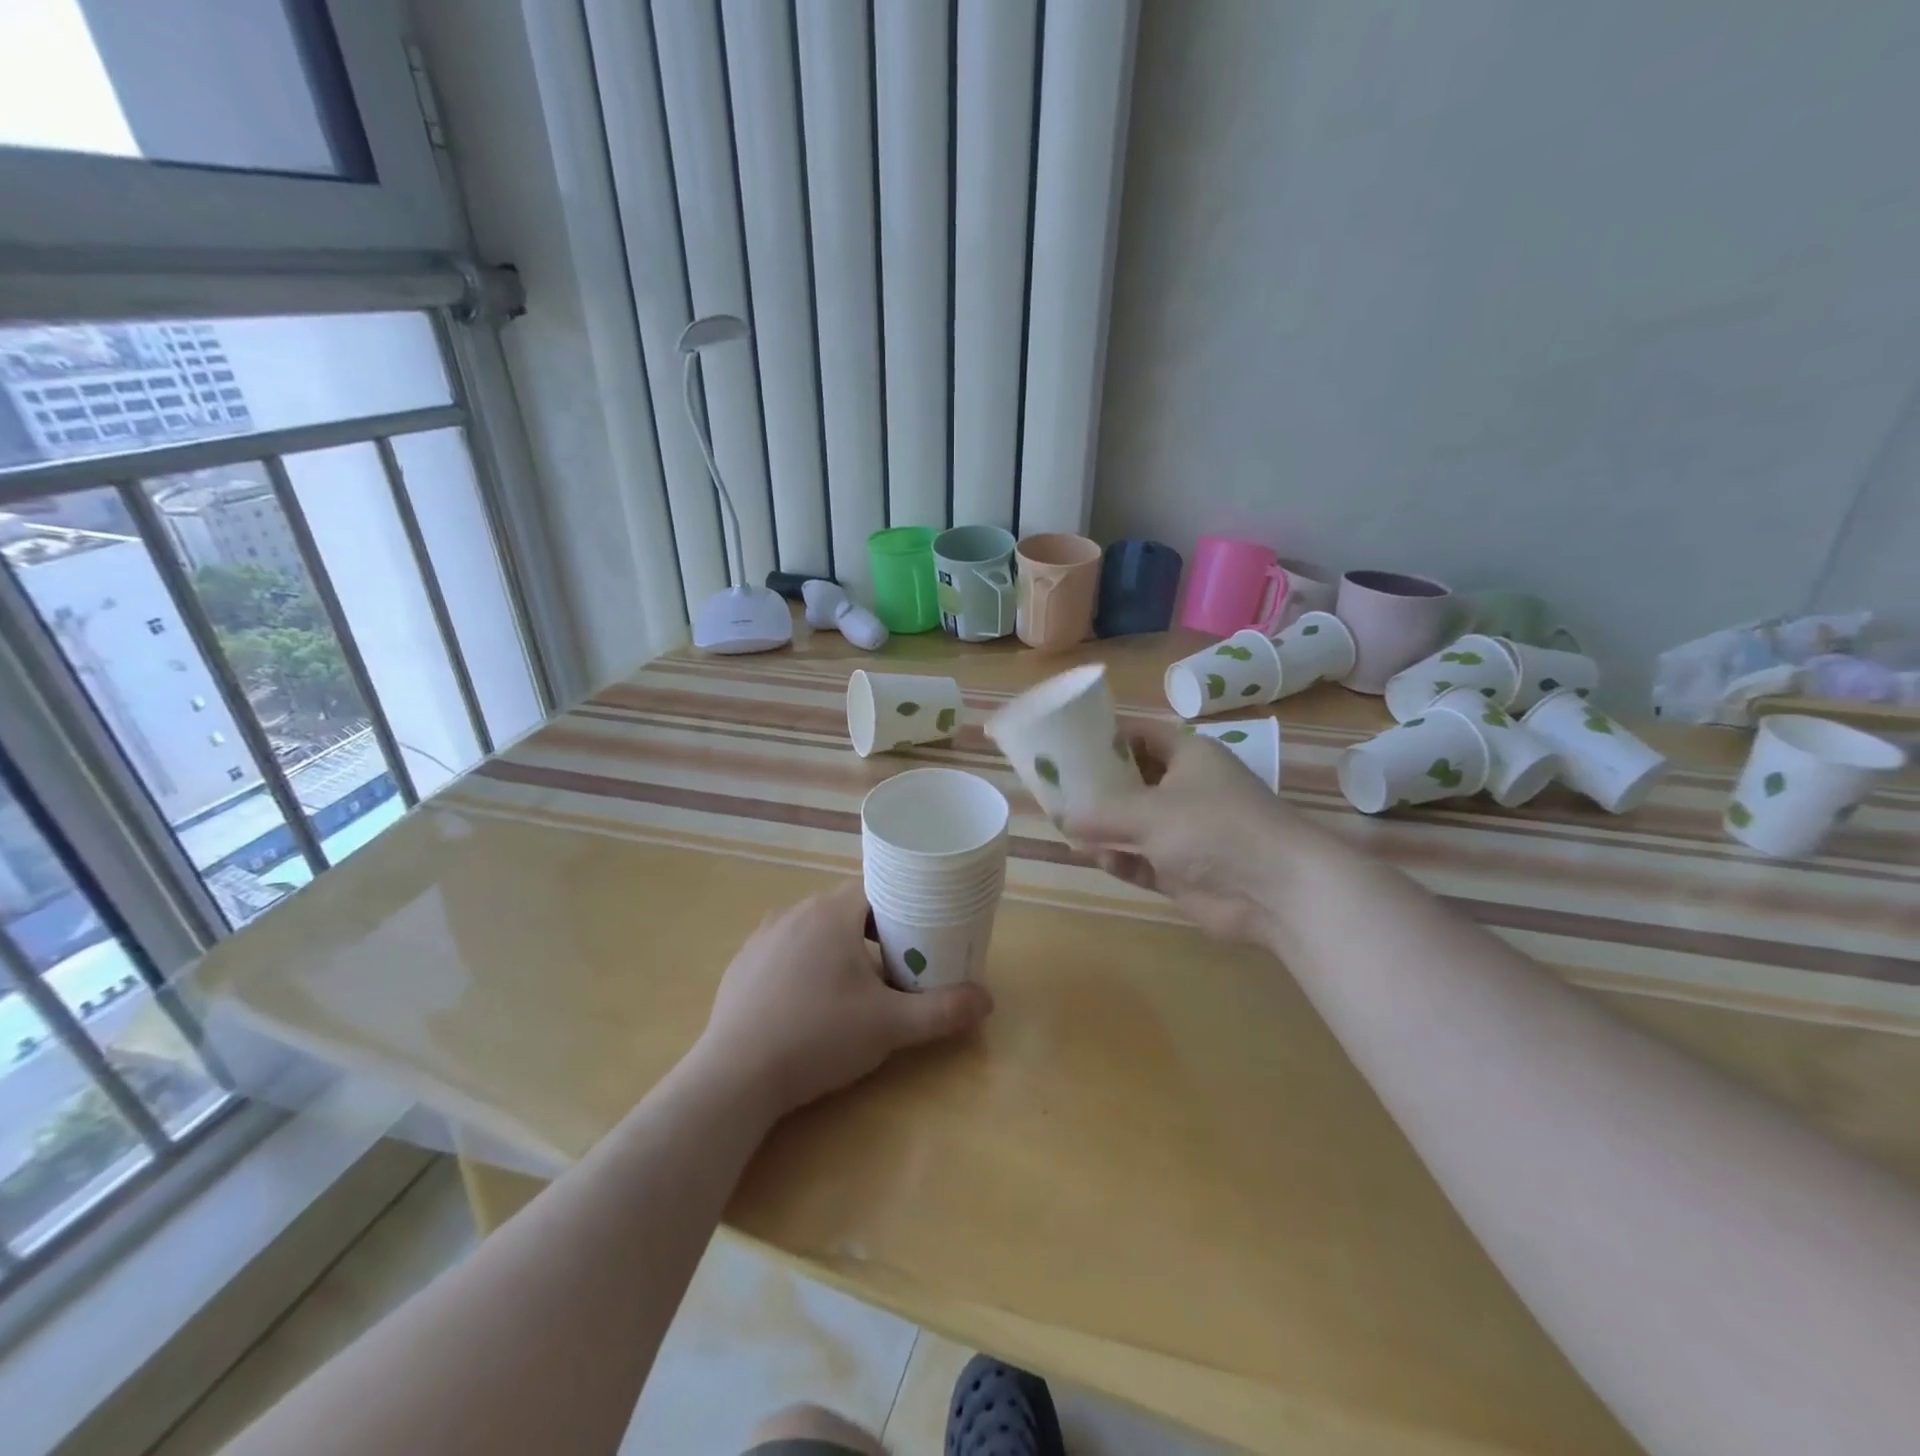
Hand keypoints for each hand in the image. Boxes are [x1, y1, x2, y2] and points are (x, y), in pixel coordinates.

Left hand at [693, 880, 993, 1119]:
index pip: (877, 885)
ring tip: (857, 982)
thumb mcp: (890, 1027)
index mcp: (831, 912)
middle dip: (875, 928)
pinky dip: (806, 962)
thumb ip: (942, 1011)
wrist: (734, 1078)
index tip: (922, 925)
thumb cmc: (818, 1037)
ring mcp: (762, 936)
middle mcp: (795, 912)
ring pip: (814, 927)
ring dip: (839, 945)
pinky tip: (810, 1001)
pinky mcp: (742, 964)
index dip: (904, 900)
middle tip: (899, 960)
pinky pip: (785, 949)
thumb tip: (987, 1000)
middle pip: (847, 906)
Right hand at [1069, 718, 1317, 945]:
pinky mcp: (1185, 871)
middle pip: (1135, 781)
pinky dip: (1122, 859)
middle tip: (1058, 790)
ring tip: (1069, 829)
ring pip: (1136, 825)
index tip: (1069, 741)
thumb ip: (1100, 813)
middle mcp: (1188, 789)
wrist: (1276, 891)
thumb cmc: (1213, 828)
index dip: (1108, 735)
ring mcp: (1187, 833)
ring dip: (1106, 829)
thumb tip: (1061, 815)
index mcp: (1189, 757)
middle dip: (1099, 788)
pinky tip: (1098, 859)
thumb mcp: (1148, 812)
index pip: (1143, 734)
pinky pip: (1144, 860)